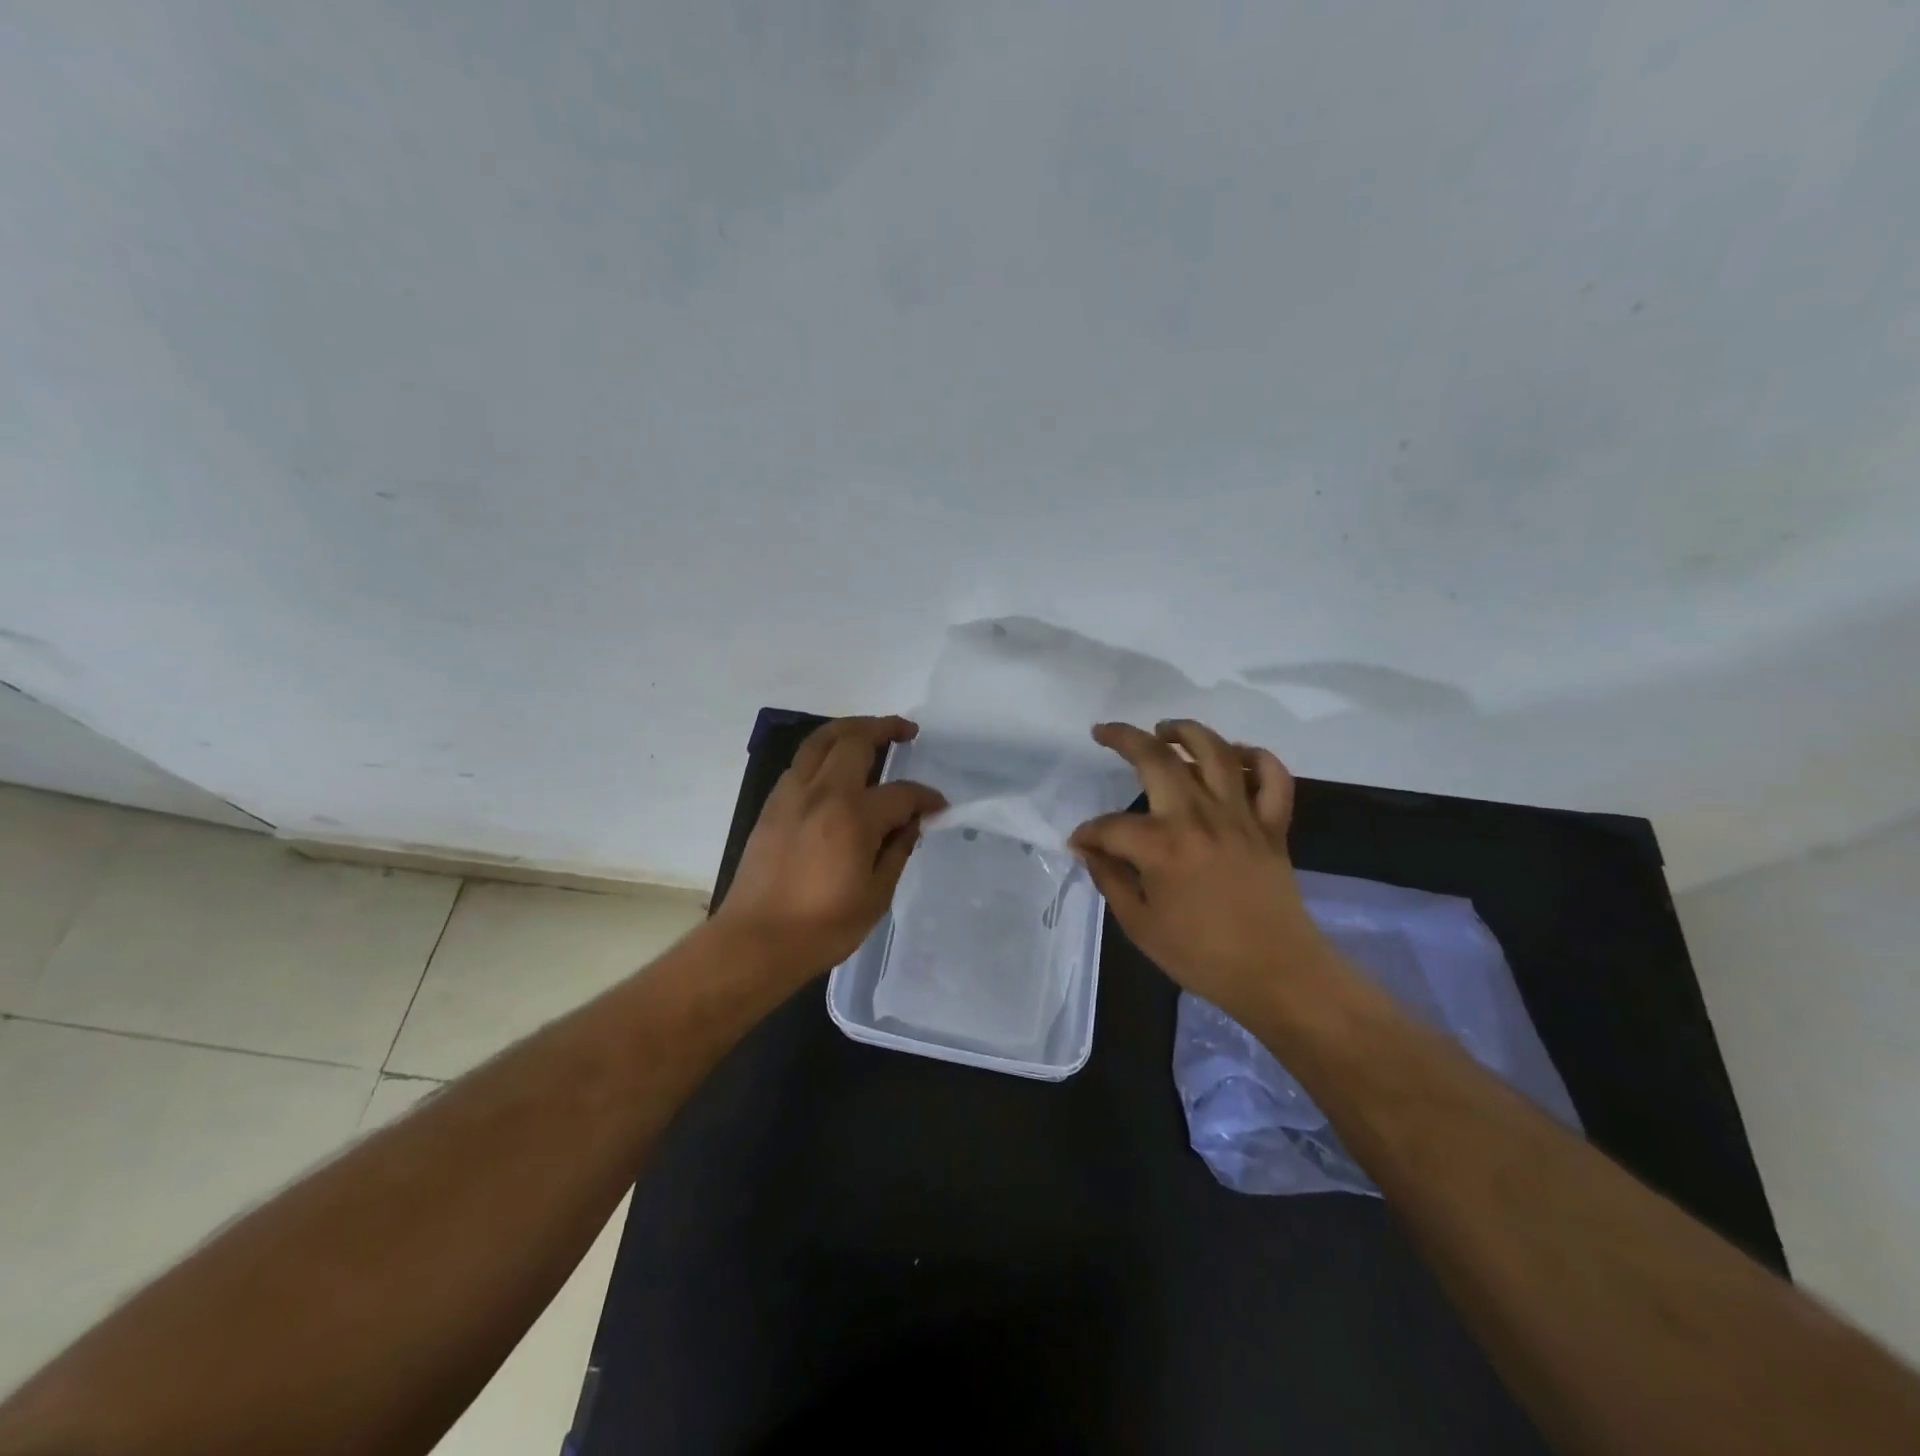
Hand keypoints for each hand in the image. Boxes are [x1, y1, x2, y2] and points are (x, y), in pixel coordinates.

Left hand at [715, 716, 946, 986]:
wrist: (755, 942)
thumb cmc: (822, 927)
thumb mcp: (876, 895)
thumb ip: (897, 851)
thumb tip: (911, 823)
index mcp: (853, 817)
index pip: (900, 793)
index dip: (925, 797)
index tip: (938, 806)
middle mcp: (821, 793)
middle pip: (854, 740)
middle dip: (885, 728)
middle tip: (906, 731)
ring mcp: (791, 795)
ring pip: (820, 741)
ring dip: (849, 729)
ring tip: (870, 733)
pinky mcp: (772, 806)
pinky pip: (801, 763)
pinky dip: (824, 753)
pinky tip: (835, 768)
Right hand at [1070, 719, 1328, 1020]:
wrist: (1278, 975)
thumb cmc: (1202, 957)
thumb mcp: (1140, 926)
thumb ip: (1111, 880)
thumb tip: (1089, 851)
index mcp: (1161, 847)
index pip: (1110, 825)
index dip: (1088, 833)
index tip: (1080, 843)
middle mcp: (1199, 818)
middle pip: (1159, 759)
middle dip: (1125, 738)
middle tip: (1105, 733)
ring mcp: (1241, 817)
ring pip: (1216, 753)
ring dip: (1187, 731)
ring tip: (1165, 729)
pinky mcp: (1272, 826)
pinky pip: (1273, 778)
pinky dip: (1257, 758)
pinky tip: (1235, 756)